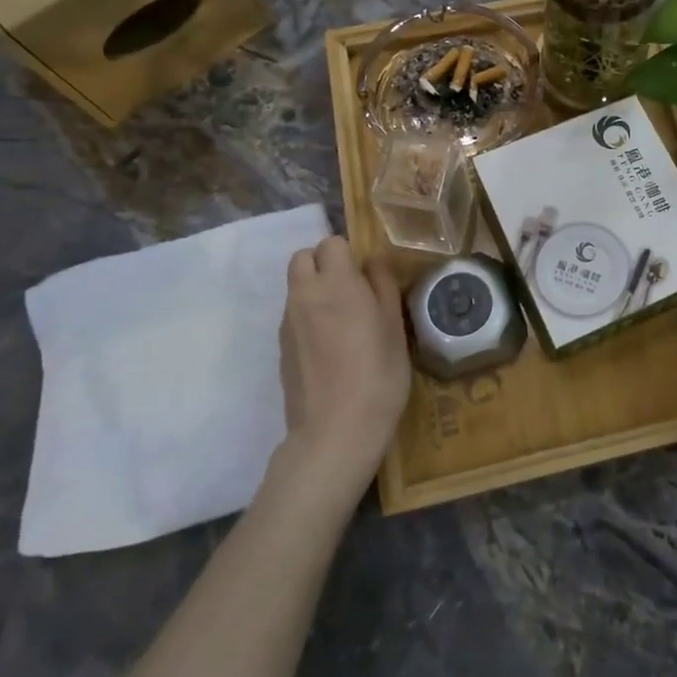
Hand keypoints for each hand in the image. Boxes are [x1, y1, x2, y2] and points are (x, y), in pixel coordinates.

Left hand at [278, 236, 411, 499]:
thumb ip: (383, 287)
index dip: (350, 253)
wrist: (334, 433)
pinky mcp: (281, 346)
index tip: (367, 276)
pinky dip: (308, 314)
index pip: (332, 243)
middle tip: (351, 289)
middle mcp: (305, 295)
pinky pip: (293, 313)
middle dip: (324, 263)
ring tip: (342, 319)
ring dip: (315, 288)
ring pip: (296, 286)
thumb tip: (372, 263)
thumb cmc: (378, 376)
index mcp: (337, 284)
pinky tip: (330, 345)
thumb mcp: (395, 329)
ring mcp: (288, 322)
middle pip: (303, 257)